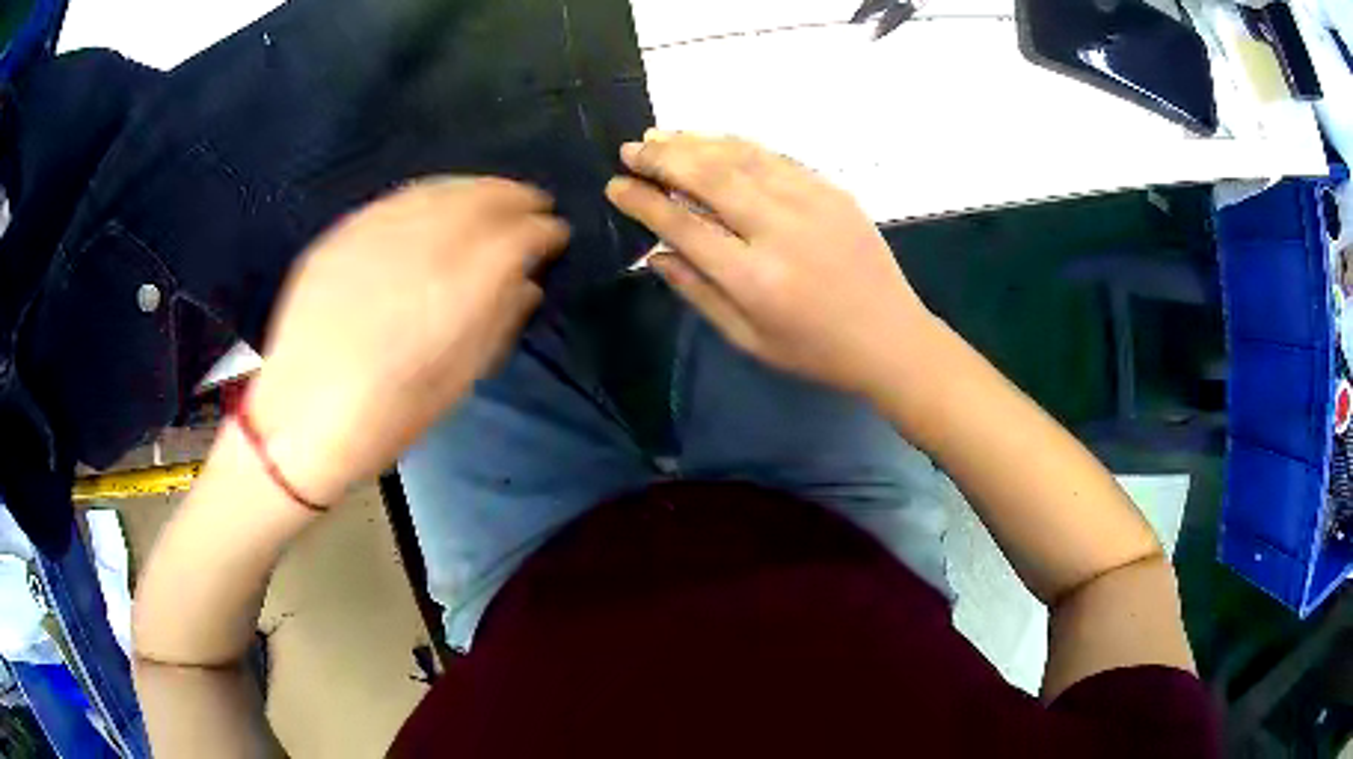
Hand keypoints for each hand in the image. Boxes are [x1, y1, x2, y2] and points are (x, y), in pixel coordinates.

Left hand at [247, 177, 568, 502]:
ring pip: (438, 190)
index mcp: (450, 299)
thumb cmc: (384, 420)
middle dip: (516, 197)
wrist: (298, 420)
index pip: (514, 240)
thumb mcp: (455, 386)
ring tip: (497, 194)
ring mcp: (370, 238)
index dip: (543, 231)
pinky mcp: (340, 236)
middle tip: (537, 203)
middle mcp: (414, 254)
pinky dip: (431, 192)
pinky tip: (442, 199)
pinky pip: (396, 199)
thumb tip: (527, 285)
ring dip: (477, 187)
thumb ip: (495, 326)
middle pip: (479, 201)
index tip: (557, 234)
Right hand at [605, 131, 935, 396]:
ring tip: (660, 136)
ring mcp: (811, 202)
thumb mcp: (748, 339)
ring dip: (695, 142)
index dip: (644, 202)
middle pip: (709, 177)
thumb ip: (698, 292)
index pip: (684, 225)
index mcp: (755, 278)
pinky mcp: (832, 190)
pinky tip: (712, 141)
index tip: (616, 186)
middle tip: (630, 150)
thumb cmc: (815, 351)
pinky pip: (775, 157)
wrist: (891, 338)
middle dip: (662, 158)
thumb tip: (654, 254)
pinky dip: (737, 145)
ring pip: (741, 157)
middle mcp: (780, 229)